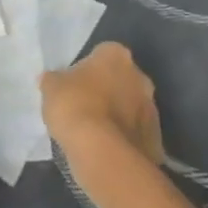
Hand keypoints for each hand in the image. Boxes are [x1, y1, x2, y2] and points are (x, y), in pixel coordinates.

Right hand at [41, 41, 164, 166]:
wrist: (102, 153)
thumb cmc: (74, 106)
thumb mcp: (51, 87)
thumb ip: (54, 80)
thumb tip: (52, 80)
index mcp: (116, 56)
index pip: (102, 54)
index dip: (88, 69)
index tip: (76, 84)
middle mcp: (140, 77)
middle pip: (121, 80)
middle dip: (108, 90)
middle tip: (85, 106)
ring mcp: (152, 110)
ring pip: (132, 108)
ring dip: (118, 116)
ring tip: (95, 133)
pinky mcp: (156, 141)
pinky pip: (136, 135)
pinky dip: (125, 140)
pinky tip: (107, 150)